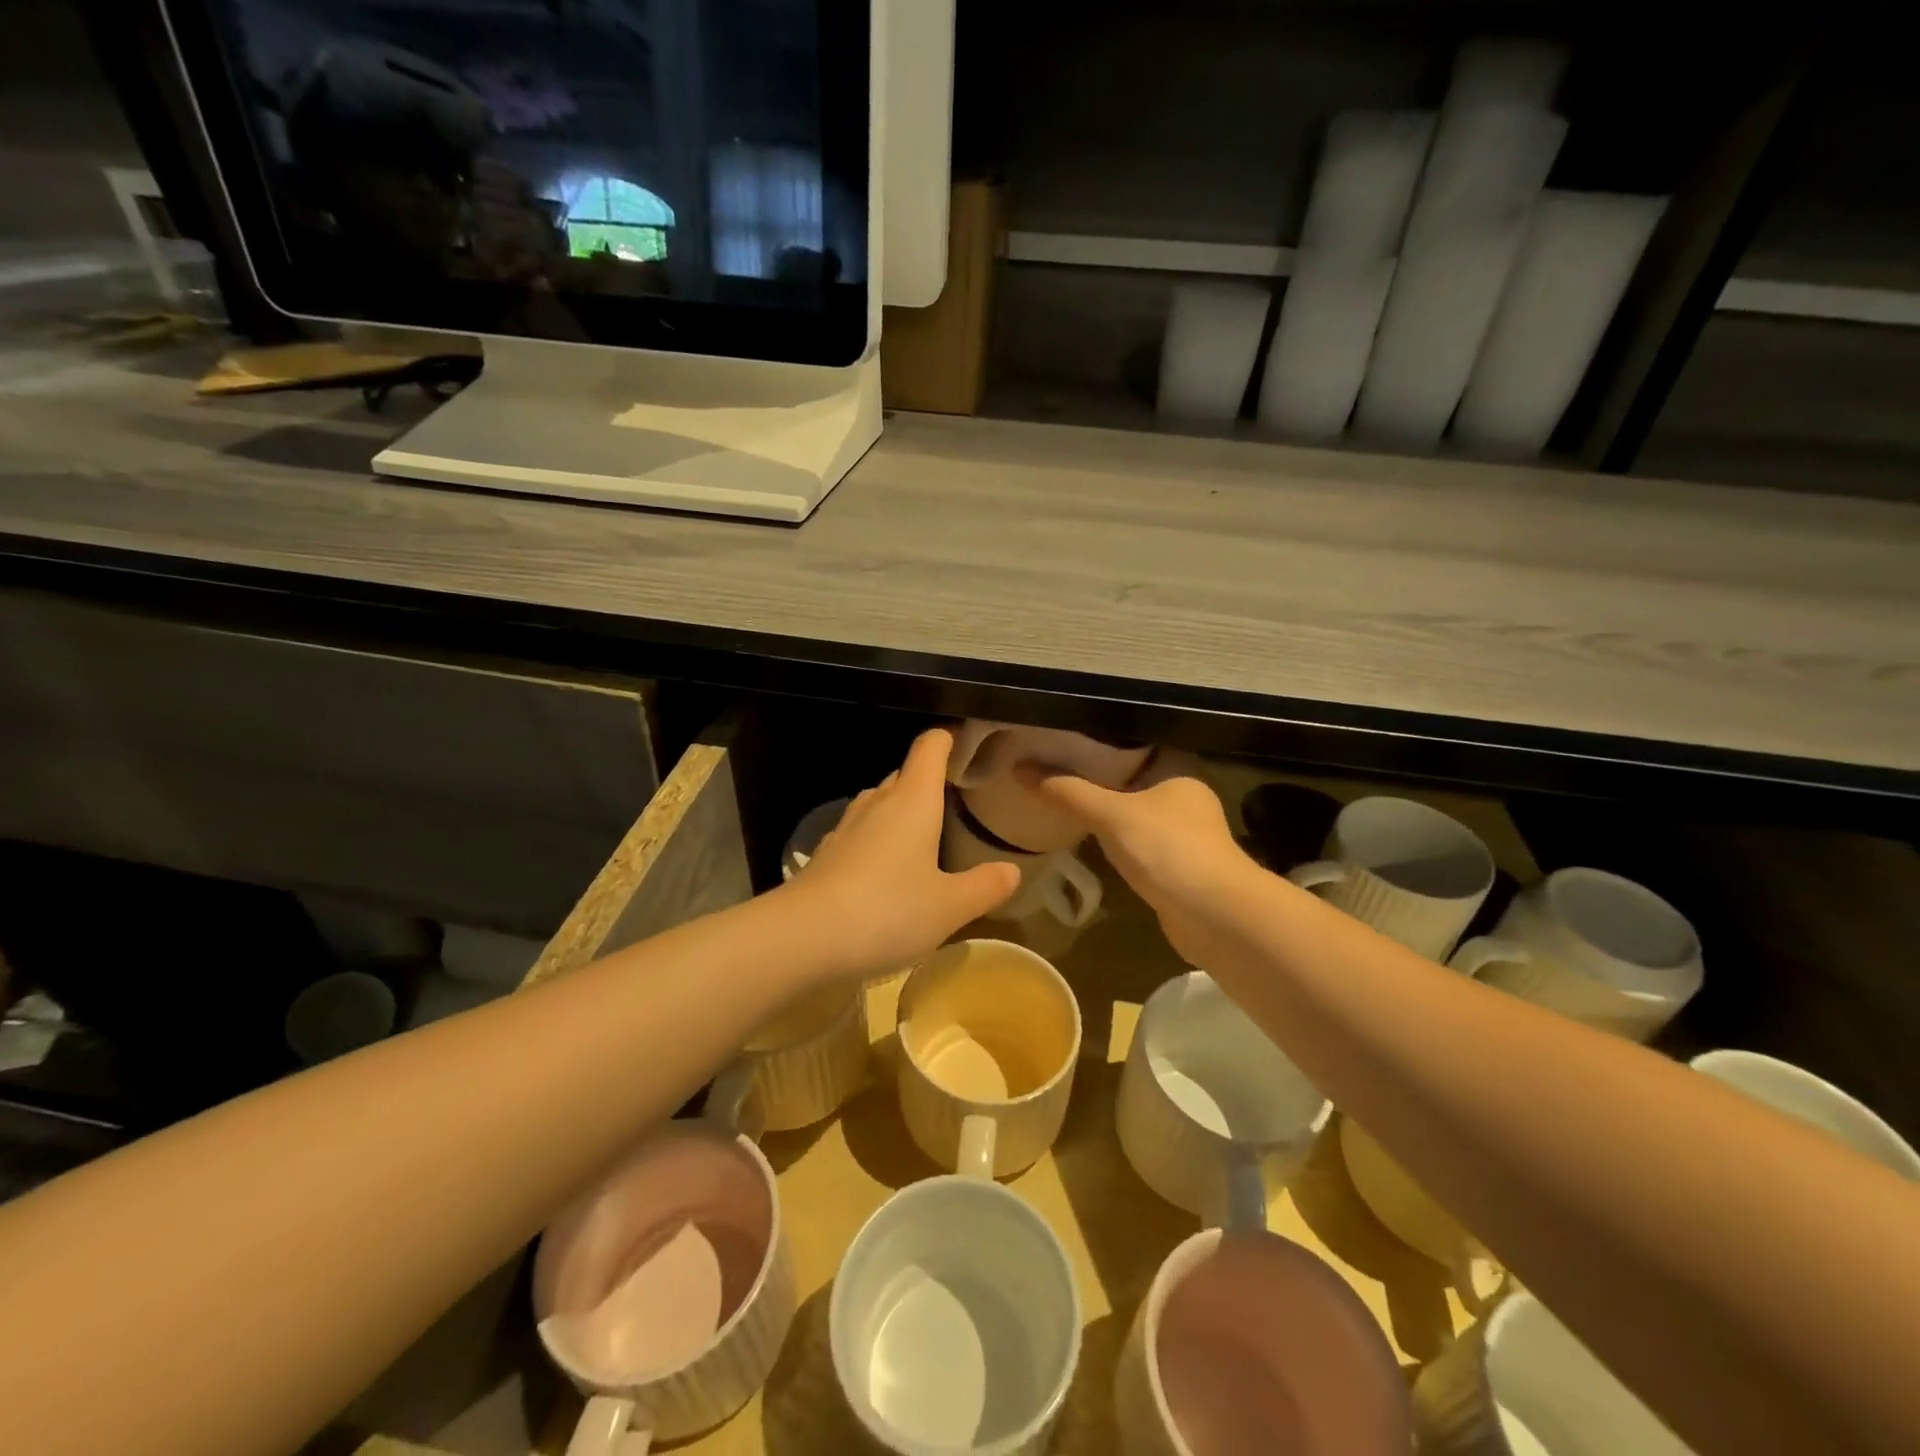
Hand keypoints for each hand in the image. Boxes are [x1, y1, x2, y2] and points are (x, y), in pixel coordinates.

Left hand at [788, 729, 1019, 979]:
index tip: (968, 745)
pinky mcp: (827, 855)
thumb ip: (984, 886)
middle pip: (906, 773)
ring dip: (903, 811)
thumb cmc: (887, 911)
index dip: (948, 739)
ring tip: (927, 835)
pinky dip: (879, 839)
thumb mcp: (949, 907)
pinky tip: (888, 870)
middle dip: (930, 780)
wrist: (801, 938)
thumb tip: (1012, 870)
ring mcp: (847, 827)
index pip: (930, 747)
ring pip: (880, 803)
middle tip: (958, 801)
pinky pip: (861, 833)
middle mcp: (878, 803)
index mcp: (912, 801)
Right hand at [1017, 754, 1257, 967]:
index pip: (1136, 746)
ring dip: (1108, 813)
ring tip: (1065, 800)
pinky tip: (1090, 840)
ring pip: (1136, 815)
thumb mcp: (1110, 814)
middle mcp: (1186, 800)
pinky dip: (1117, 842)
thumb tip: (1020, 768)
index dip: (1101, 743)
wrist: (1215, 916)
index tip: (1064, 740)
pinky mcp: (1178, 869)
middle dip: (1099, 779)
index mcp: (1179, 772)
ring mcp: (1185, 837)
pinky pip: (1139, 845)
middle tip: (1055, 770)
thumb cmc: (1167, 849)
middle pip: (1134, 781)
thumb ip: (1068, 791)